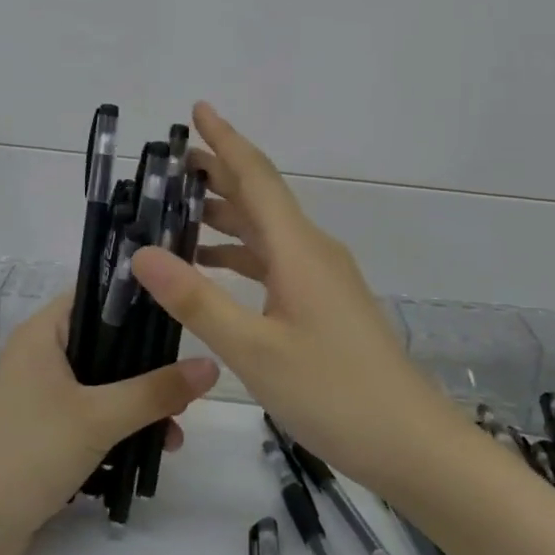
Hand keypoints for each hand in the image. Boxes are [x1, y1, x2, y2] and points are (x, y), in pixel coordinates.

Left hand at [0, 294, 218, 554]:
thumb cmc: (29, 451)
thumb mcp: (99, 416)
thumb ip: (156, 391)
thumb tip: (210, 366)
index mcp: (44, 333)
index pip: (96, 295)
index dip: (138, 299)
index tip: (182, 312)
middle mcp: (42, 356)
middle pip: (107, 343)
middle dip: (149, 363)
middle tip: (189, 379)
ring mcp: (44, 396)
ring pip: (105, 383)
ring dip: (140, 402)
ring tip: (178, 428)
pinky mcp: (48, 432)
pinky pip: (94, 415)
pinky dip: (122, 426)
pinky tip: (156, 448)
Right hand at [133, 102, 458, 496]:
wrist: (412, 444)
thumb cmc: (334, 393)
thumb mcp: (255, 350)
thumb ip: (197, 300)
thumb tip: (142, 252)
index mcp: (298, 250)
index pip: (255, 178)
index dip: (225, 140)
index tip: (197, 109)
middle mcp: (311, 252)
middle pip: (260, 197)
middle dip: (219, 172)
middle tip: (172, 160)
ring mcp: (321, 278)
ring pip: (266, 230)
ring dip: (226, 214)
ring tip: (178, 209)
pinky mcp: (323, 303)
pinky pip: (274, 261)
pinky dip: (240, 254)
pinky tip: (212, 267)